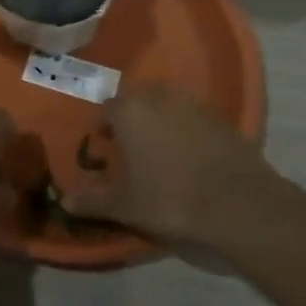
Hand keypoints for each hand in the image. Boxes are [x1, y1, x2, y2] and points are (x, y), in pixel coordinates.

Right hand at [64, 83, 275, 247]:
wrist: (240, 205)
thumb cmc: (170, 200)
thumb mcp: (124, 206)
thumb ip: (93, 201)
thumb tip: (65, 201)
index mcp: (129, 112)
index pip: (108, 109)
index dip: (105, 127)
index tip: (107, 148)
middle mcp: (159, 99)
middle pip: (139, 100)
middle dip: (134, 118)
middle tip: (134, 147)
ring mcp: (195, 106)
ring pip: (170, 105)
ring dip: (163, 121)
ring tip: (163, 151)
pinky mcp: (224, 121)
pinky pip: (197, 119)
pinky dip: (191, 132)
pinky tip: (194, 158)